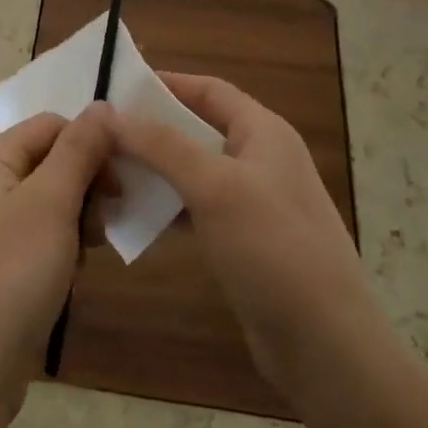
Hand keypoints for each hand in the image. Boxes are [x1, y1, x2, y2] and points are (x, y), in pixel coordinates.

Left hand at [0, 104, 114, 417]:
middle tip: (108, 220)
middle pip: (54, 161)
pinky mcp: (3, 267)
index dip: (91, 141)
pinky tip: (76, 275)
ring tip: (91, 252)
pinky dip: (67, 248)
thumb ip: (78, 150)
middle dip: (89, 184)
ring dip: (82, 218)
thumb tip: (102, 104)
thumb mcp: (51, 203)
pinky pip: (45, 239)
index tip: (122, 177)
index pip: (52, 125)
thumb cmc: (10, 275)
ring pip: (54, 202)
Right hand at [109, 74, 386, 401]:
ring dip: (155, 171)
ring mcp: (253, 202)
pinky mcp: (244, 241)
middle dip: (152, 129)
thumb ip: (163, 146)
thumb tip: (112, 114)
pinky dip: (167, 208)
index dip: (165, 84)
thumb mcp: (215, 187)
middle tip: (102, 135)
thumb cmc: (273, 248)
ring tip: (106, 173)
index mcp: (263, 132)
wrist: (325, 343)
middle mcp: (260, 159)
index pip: (208, 90)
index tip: (115, 89)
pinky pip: (197, 210)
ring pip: (194, 172)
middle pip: (197, 129)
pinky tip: (134, 218)